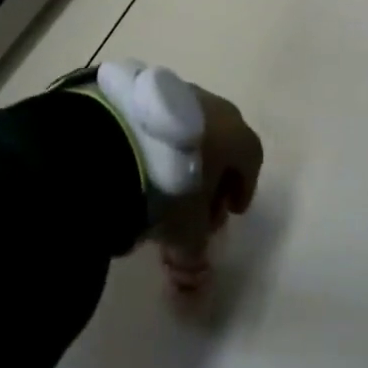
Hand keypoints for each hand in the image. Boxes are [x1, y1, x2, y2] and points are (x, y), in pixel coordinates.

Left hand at [154, 87, 262, 293]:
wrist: (117, 141)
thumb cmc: (170, 188)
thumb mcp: (186, 234)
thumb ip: (195, 258)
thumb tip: (194, 281)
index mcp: (235, 134)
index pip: (251, 159)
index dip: (243, 187)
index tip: (228, 212)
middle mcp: (214, 105)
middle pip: (222, 140)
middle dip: (212, 173)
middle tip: (195, 204)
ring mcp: (178, 90)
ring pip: (191, 126)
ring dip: (184, 154)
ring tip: (162, 183)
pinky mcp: (145, 87)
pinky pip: (162, 119)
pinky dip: (158, 140)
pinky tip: (140, 161)